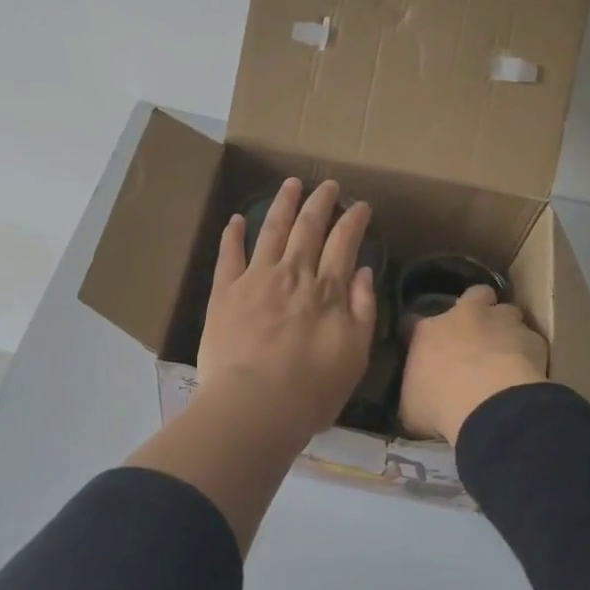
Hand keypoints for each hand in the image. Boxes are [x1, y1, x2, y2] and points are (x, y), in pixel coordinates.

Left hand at [197, 177, 377, 439]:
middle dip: (321, 202)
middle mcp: (293, 274)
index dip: (353, 220)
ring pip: (271, 230)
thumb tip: (364, 272)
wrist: (254, 405)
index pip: (344, 242)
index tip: (361, 205)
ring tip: (291, 184)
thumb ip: (362, 310)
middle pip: (308, 227)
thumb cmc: (311, 390)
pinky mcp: (225, 292)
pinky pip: (229, 255)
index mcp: (327, 290)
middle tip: (328, 185)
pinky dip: (233, 234)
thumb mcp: (355, 355)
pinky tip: (236, 219)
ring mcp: (256, 279)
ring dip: (283, 204)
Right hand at [399, 285, 547, 440]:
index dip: (420, 333)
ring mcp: (502, 322)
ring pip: (508, 311)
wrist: (492, 407)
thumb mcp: (411, 407)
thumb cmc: (441, 406)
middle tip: (476, 332)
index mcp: (427, 331)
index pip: (413, 321)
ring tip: (507, 350)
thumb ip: (414, 392)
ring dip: (507, 327)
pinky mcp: (534, 339)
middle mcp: (464, 316)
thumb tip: (416, 397)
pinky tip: (529, 370)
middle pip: (474, 295)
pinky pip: (532, 340)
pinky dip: (530, 352)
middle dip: (477, 307)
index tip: (424, 346)